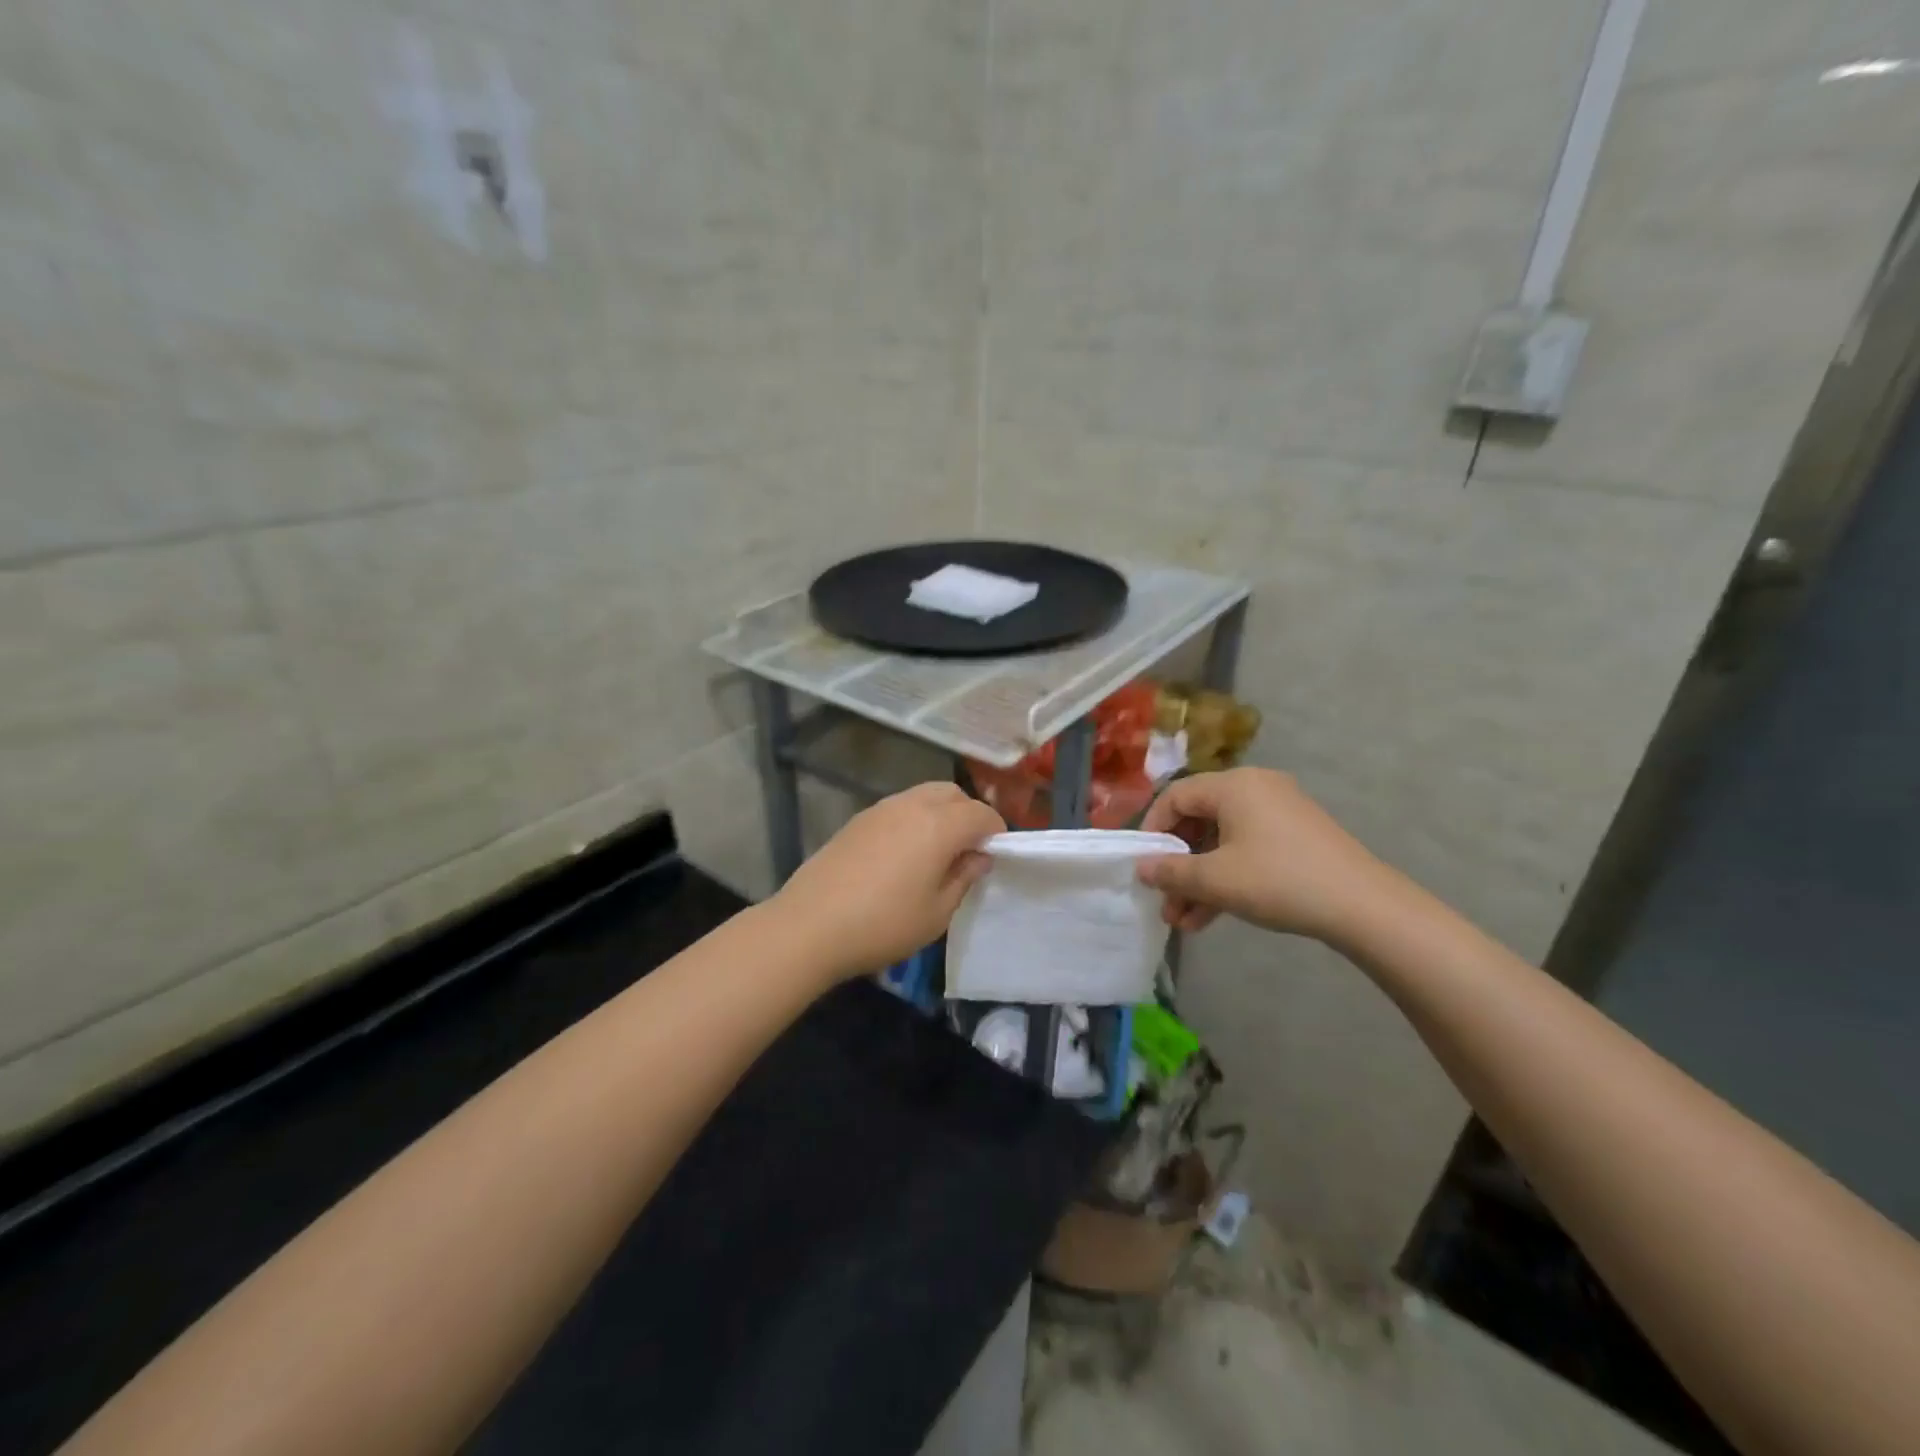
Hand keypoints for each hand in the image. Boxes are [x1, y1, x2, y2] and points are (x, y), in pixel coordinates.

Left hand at [772, 782, 1005, 982]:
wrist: (809, 926)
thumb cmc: (883, 924)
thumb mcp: (937, 913)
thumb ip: (963, 877)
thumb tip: (978, 856)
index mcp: (939, 825)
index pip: (982, 814)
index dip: (996, 832)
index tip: (996, 856)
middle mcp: (912, 805)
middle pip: (952, 794)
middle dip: (968, 814)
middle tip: (968, 850)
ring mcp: (880, 809)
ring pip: (923, 796)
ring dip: (940, 814)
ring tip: (936, 853)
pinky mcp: (857, 820)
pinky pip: (898, 808)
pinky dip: (913, 820)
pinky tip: (903, 855)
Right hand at [1137, 768, 1396, 945]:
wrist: (1363, 906)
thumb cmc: (1279, 881)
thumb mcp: (1216, 880)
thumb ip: (1171, 872)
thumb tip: (1141, 867)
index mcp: (1234, 785)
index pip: (1175, 796)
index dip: (1152, 830)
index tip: (1143, 865)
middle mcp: (1255, 788)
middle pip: (1199, 820)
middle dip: (1178, 865)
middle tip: (1164, 900)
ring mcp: (1279, 812)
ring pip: (1223, 841)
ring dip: (1199, 880)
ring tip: (1182, 921)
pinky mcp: (1296, 837)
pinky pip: (1247, 849)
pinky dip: (1227, 878)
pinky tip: (1210, 918)